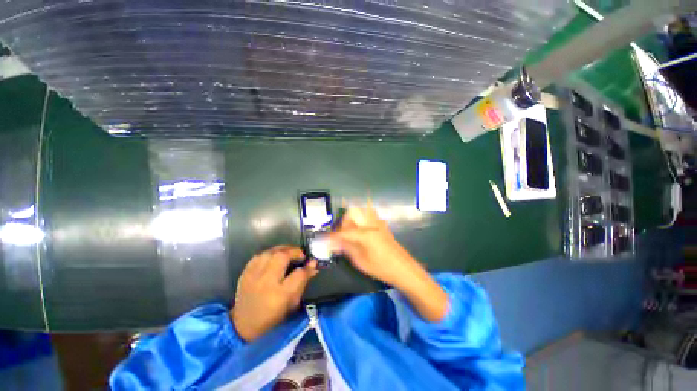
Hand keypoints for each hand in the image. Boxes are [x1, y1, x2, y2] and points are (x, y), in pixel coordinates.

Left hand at [231, 246, 317, 341]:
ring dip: (282, 250)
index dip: (307, 266)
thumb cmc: (273, 315)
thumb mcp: (292, 302)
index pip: (298, 274)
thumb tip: (313, 265)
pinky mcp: (245, 273)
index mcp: (280, 295)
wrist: (244, 324)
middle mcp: (266, 282)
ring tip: (288, 254)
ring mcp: (253, 276)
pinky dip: (269, 253)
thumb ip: (303, 281)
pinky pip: (259, 255)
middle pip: (282, 257)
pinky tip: (274, 257)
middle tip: (300, 255)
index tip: (312, 262)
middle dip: (294, 252)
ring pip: (270, 253)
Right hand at [328, 206, 419, 285]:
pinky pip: (368, 215)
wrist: (403, 268)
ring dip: (352, 219)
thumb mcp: (360, 261)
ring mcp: (377, 223)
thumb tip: (334, 242)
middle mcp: (370, 224)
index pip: (343, 231)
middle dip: (342, 223)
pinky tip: (360, 232)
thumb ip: (346, 248)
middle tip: (340, 236)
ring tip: (349, 233)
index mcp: (364, 233)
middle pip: (351, 214)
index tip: (324, 239)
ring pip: (360, 212)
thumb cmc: (381, 267)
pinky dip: (360, 219)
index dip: (332, 236)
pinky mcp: (382, 225)